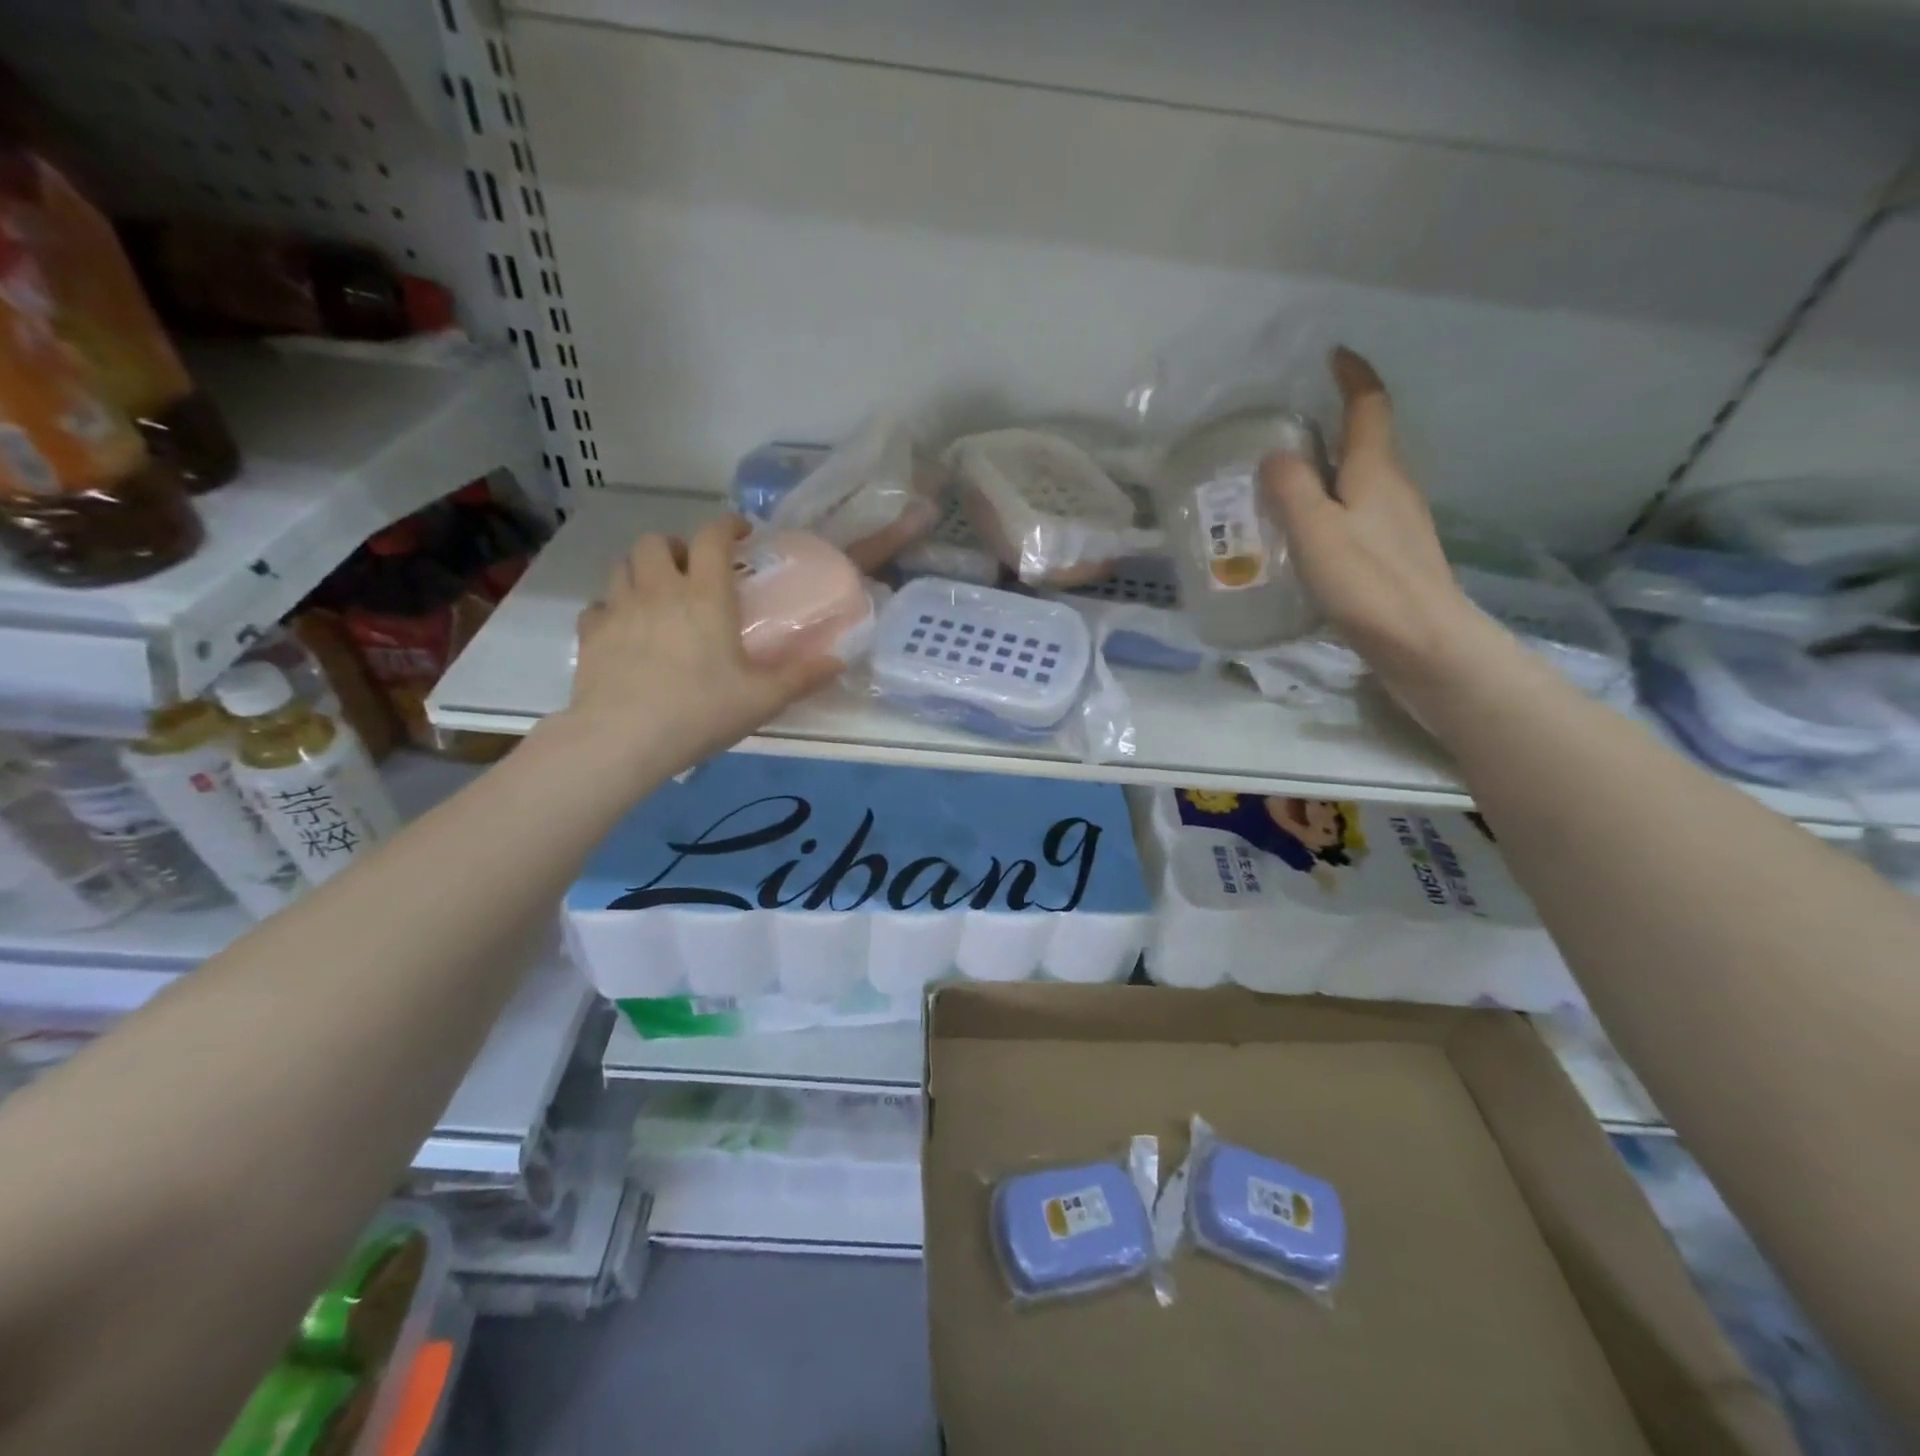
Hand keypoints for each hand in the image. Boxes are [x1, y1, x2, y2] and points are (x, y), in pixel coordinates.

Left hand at [561, 516, 842, 779]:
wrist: (622, 739)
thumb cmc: (700, 711)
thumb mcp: (762, 699)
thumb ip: (801, 677)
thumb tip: (839, 663)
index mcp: (705, 596)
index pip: (712, 537)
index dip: (727, 525)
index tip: (740, 533)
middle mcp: (659, 590)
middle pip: (655, 541)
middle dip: (675, 547)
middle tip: (692, 571)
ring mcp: (619, 609)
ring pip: (622, 566)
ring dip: (642, 571)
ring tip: (659, 596)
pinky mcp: (590, 634)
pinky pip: (599, 606)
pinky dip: (613, 609)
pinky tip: (625, 631)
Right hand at [1261, 348, 1502, 709]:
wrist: (1423, 643)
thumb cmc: (1369, 583)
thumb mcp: (1317, 532)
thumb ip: (1292, 490)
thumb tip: (1276, 456)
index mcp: (1376, 472)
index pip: (1369, 407)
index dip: (1352, 377)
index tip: (1333, 356)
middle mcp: (1393, 489)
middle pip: (1366, 443)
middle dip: (1332, 429)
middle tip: (1282, 435)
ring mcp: (1396, 525)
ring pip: (1359, 483)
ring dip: (1326, 475)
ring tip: (1282, 486)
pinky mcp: (1391, 557)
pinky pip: (1355, 517)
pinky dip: (1328, 512)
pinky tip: (1304, 537)